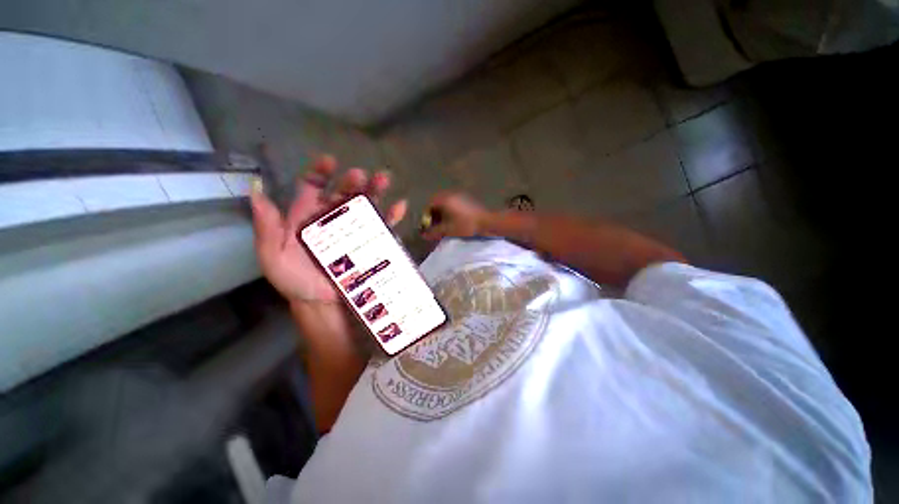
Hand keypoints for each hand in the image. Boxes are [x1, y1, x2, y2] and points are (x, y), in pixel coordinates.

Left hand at [250, 154, 407, 303]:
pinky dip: (393, 215)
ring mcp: (355, 231)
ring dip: (376, 191)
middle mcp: (333, 219)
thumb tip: (255, 190)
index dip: (320, 172)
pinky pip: (384, 227)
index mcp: (308, 217)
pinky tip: (400, 206)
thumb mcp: (273, 255)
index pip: (313, 187)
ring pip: (366, 205)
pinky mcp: (372, 243)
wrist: (323, 305)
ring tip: (384, 180)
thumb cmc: (296, 281)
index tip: (331, 162)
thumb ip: (266, 227)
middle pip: (344, 193)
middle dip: (352, 181)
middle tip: (361, 176)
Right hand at [421, 192, 490, 240]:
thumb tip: (423, 235)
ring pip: (446, 204)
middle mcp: (451, 195)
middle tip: (435, 226)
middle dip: (434, 214)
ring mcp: (460, 196)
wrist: (487, 222)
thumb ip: (434, 232)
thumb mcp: (448, 230)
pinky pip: (454, 204)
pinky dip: (450, 212)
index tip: (428, 225)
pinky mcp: (467, 200)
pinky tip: (453, 222)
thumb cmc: (466, 225)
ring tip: (444, 225)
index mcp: (445, 199)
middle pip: (437, 203)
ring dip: (442, 213)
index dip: (427, 216)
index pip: (430, 204)